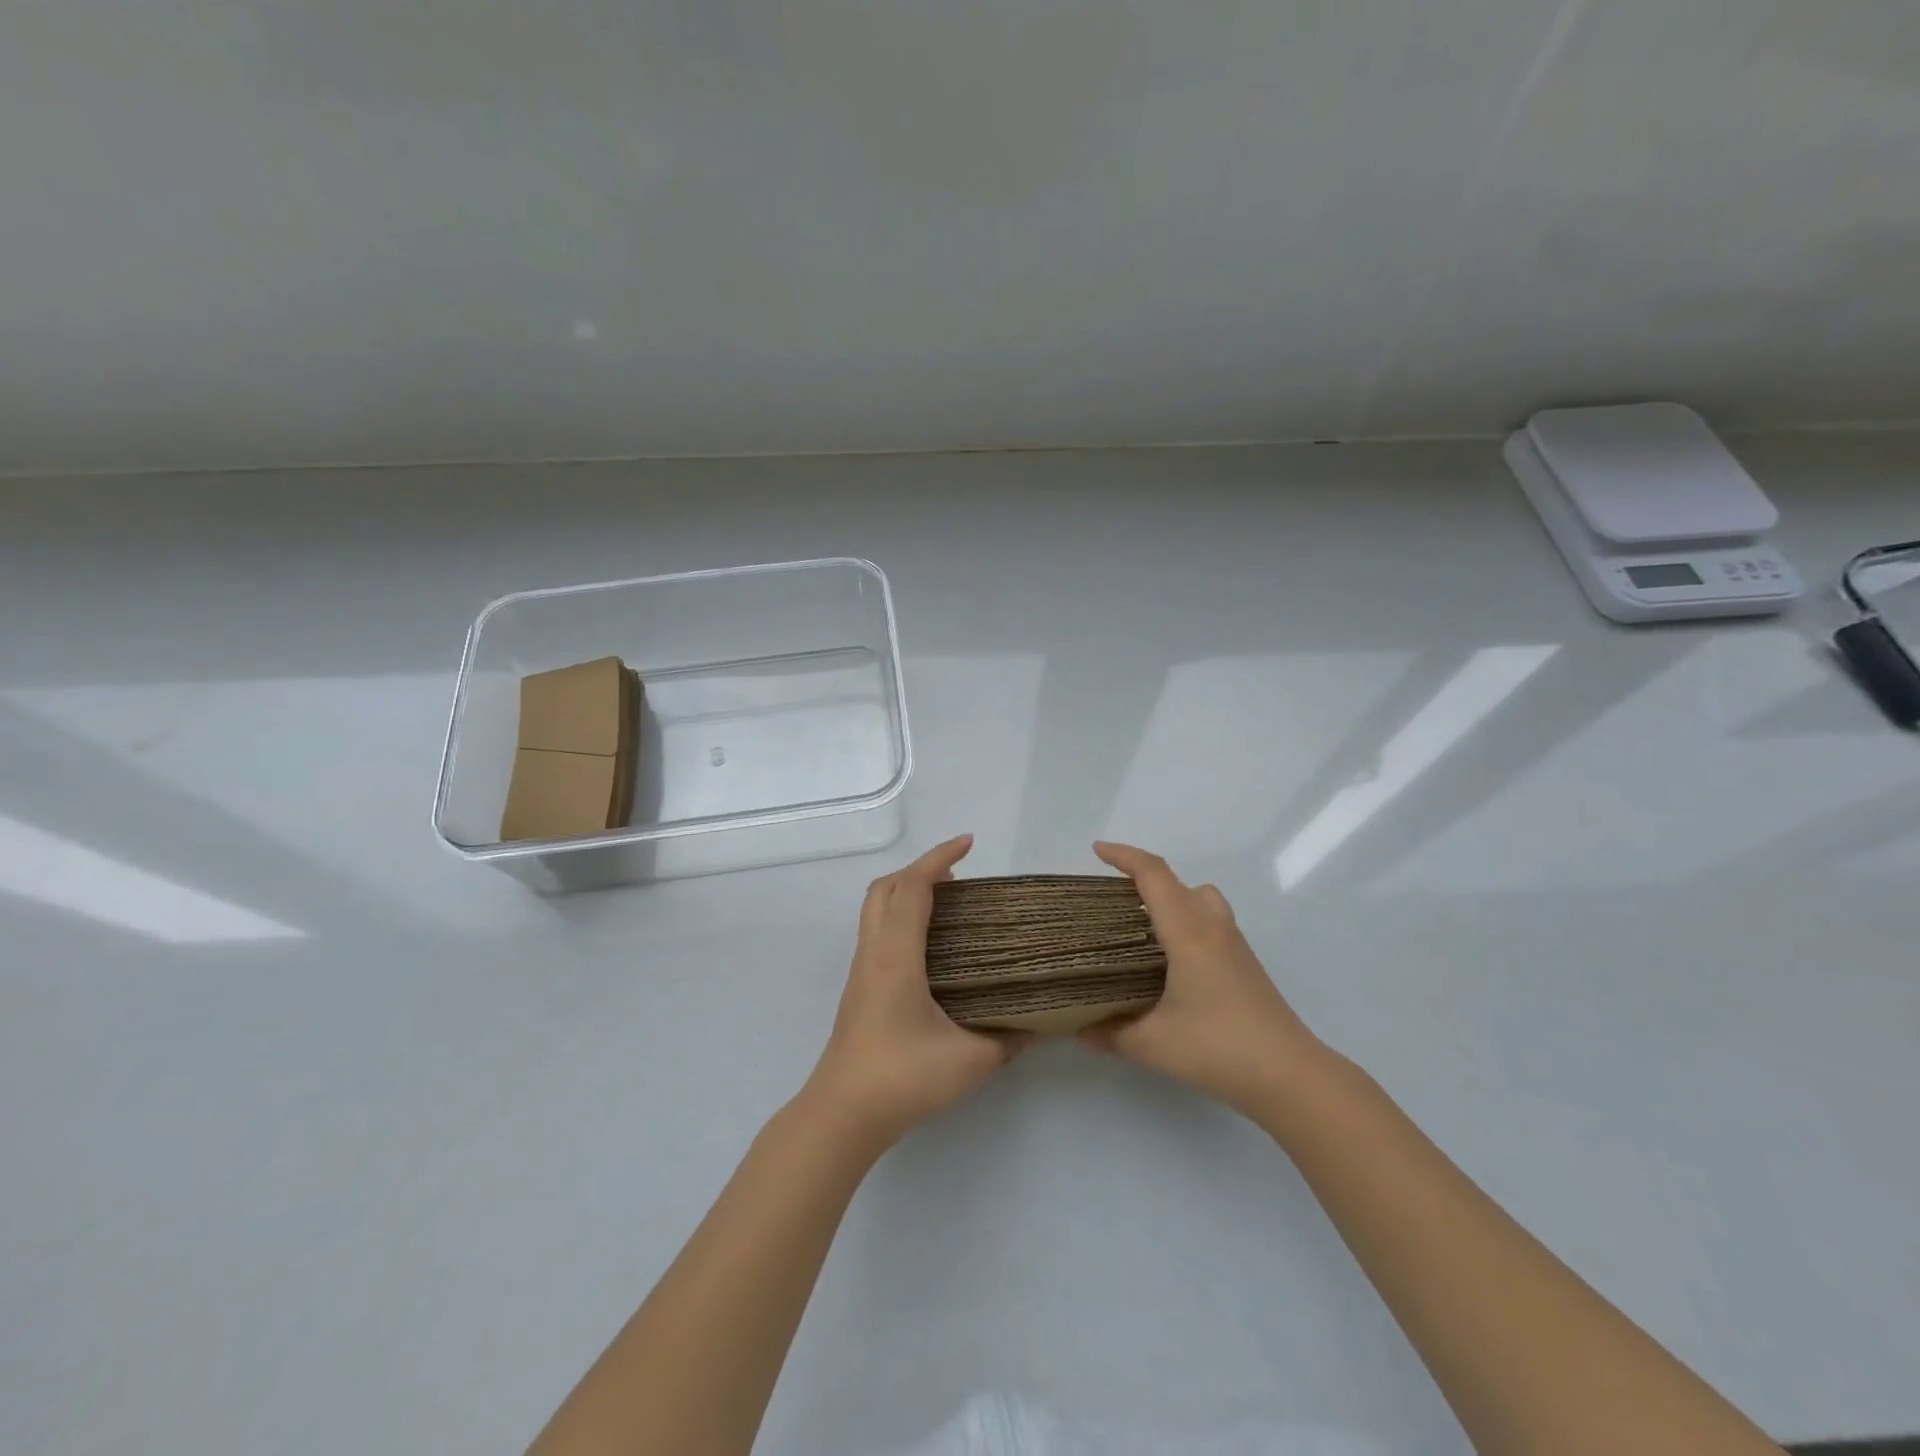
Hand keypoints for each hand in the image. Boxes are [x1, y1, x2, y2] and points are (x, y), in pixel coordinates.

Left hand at [803, 835, 1029, 1152]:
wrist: (843, 1114)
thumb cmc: (902, 1077)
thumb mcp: (970, 1060)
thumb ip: (1009, 1038)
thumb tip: (1042, 1023)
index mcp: (897, 954)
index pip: (913, 886)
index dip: (939, 858)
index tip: (969, 843)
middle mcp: (874, 951)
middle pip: (886, 887)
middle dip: (920, 869)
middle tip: (958, 877)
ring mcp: (862, 970)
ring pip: (876, 908)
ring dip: (907, 892)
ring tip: (948, 905)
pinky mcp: (860, 989)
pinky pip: (877, 931)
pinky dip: (901, 917)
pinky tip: (930, 948)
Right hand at [1081, 841, 1323, 1116]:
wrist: (1290, 1074)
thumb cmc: (1218, 1048)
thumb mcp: (1153, 1044)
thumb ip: (1110, 1033)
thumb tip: (1078, 1028)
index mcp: (1187, 932)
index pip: (1153, 875)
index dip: (1123, 856)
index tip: (1097, 850)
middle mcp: (1212, 927)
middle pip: (1176, 881)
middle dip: (1141, 876)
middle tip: (1110, 895)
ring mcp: (1233, 943)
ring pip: (1199, 897)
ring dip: (1170, 896)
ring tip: (1143, 923)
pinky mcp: (1244, 963)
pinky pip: (1210, 920)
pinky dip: (1186, 919)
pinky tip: (1171, 958)